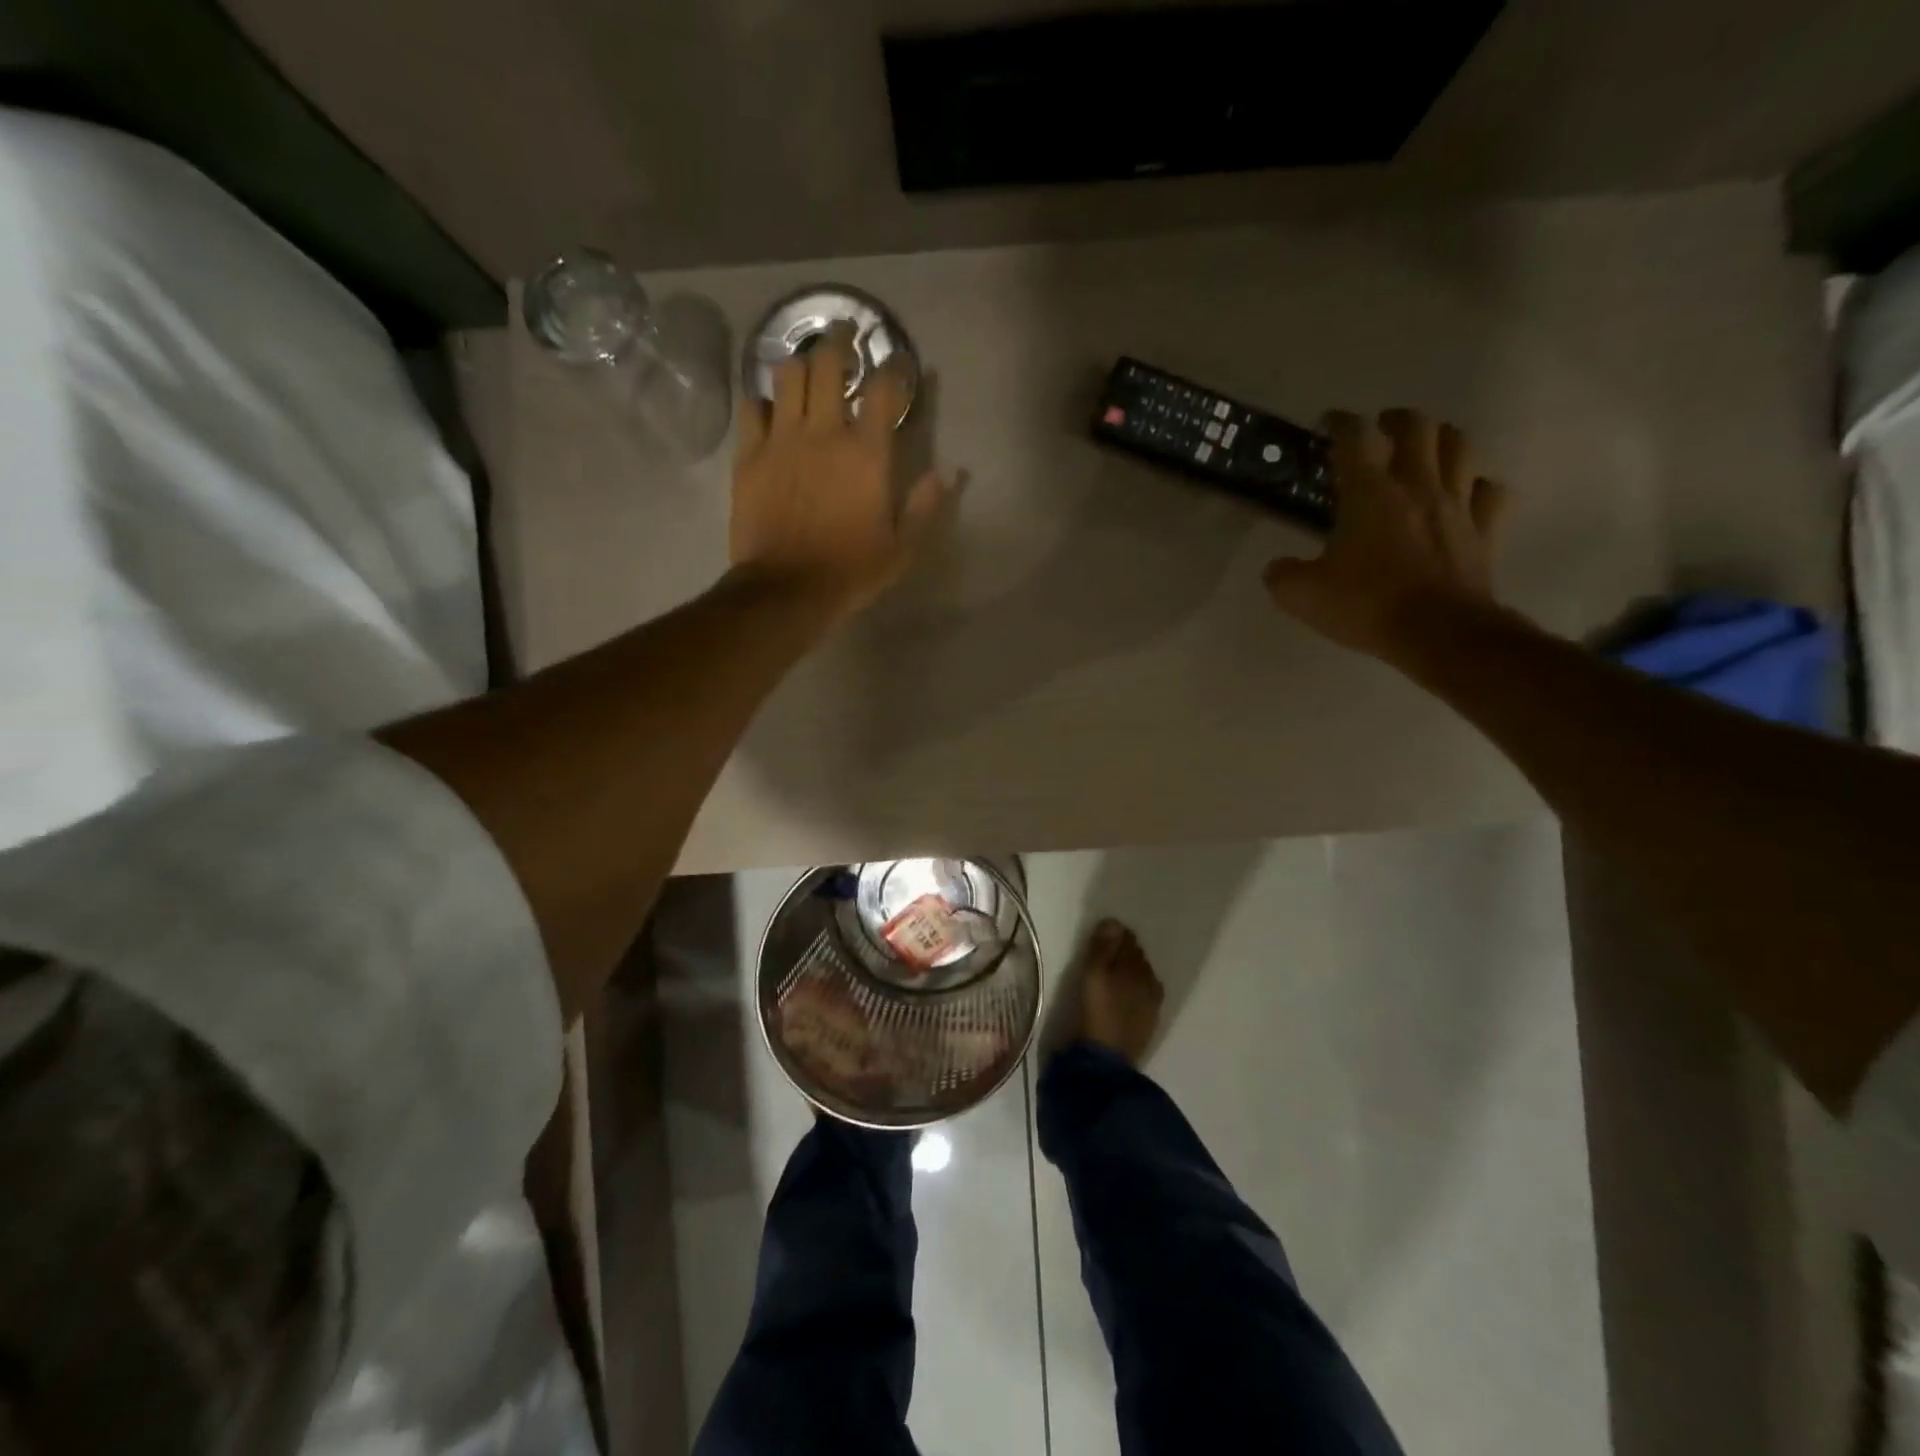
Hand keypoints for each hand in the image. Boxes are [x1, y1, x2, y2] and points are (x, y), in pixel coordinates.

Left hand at [729, 323, 951, 624]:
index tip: (898, 363)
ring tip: (808, 367)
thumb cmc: (851, 571)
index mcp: (867, 453)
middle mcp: (824, 432)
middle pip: (829, 364)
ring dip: (801, 363)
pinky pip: (752, 408)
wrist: (787, 590)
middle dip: (841, 342)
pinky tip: (770, 407)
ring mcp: (782, 440)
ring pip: (788, 374)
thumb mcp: (902, 548)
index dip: (894, 368)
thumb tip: (950, 473)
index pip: (884, 389)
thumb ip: (925, 506)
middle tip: (847, 335)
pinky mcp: (749, 455)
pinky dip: (764, 400)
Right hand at [1263, 408, 1509, 663]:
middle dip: (1397, 420)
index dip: (1340, 423)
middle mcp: (1417, 485)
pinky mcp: (1485, 530)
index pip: (1355, 438)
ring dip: (1441, 440)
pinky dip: (1478, 486)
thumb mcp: (1302, 595)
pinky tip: (1465, 494)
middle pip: (1418, 427)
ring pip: (1460, 447)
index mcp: (1370, 493)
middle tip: (1381, 431)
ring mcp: (1458, 505)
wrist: (1438, 632)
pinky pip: (1491, 492)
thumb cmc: (1366, 605)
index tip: (1329, 423)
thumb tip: (1277, 568)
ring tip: (1425, 450)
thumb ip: (1283, 575)